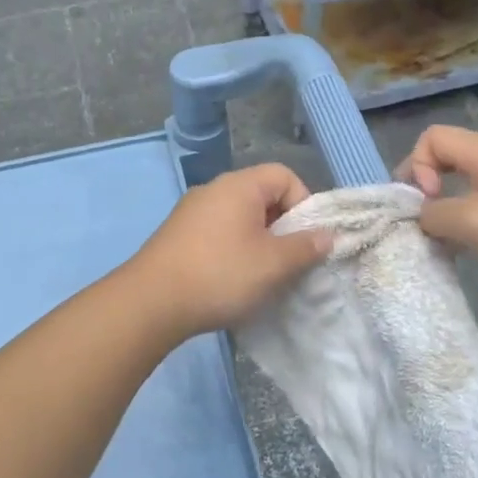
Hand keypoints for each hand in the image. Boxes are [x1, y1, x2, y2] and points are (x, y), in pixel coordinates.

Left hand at [125, 163, 332, 340]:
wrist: (151, 302)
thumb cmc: (220, 275)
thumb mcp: (273, 264)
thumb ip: (305, 247)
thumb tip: (327, 235)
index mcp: (239, 185)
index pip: (284, 176)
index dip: (303, 204)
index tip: (304, 240)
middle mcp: (214, 189)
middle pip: (261, 196)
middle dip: (281, 227)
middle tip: (286, 261)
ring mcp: (191, 211)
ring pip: (239, 217)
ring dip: (256, 242)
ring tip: (260, 275)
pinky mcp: (176, 234)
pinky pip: (217, 232)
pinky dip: (231, 250)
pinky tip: (229, 280)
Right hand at [396, 125, 477, 281]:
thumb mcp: (469, 222)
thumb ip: (433, 214)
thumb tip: (423, 215)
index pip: (432, 137)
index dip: (417, 165)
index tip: (428, 200)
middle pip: (450, 153)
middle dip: (430, 183)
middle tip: (427, 216)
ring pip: (469, 176)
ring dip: (452, 201)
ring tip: (452, 234)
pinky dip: (475, 211)